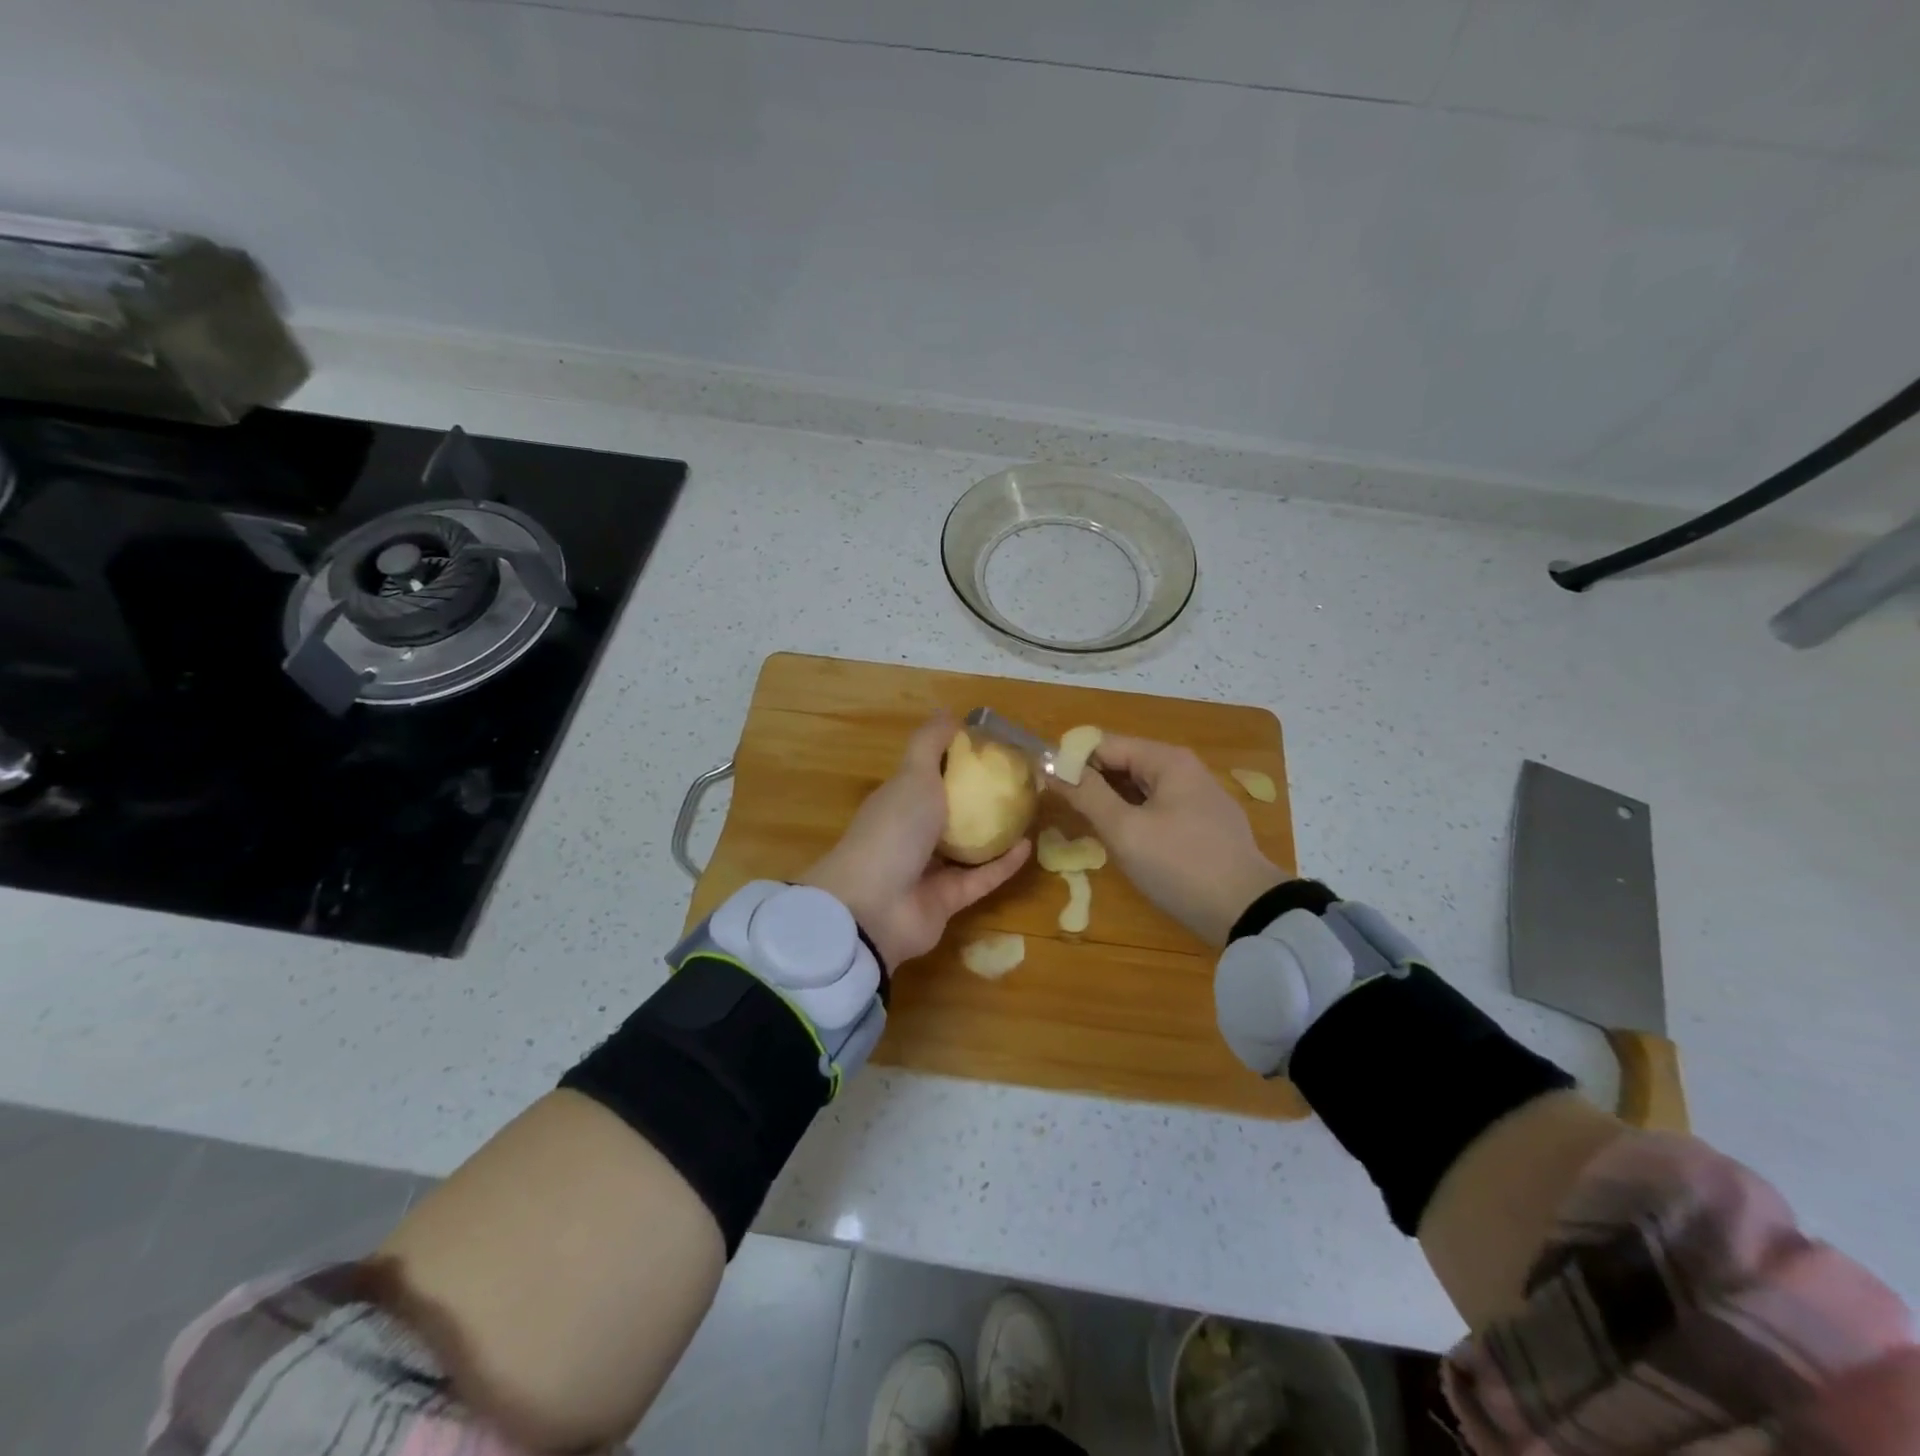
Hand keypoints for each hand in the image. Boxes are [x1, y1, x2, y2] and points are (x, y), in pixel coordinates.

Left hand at [802, 715, 1030, 970]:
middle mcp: (912, 834)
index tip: (995, 750)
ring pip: (968, 848)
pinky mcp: (946, 902)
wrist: (873, 907)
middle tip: (1020, 784)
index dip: (959, 762)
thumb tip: (949, 713)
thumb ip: (930, 744)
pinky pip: (980, 878)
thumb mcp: (912, 775)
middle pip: (951, 812)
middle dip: (982, 799)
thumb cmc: (893, 829)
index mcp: (900, 801)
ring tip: (1030, 813)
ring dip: (997, 833)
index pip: (931, 775)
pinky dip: (1002, 864)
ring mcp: (928, 870)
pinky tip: (1029, 846)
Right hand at [1056, 735, 1285, 945]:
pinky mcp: (1203, 825)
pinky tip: (1123, 841)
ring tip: (1086, 827)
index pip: (1104, 744)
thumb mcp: (1126, 831)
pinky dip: (1134, 818)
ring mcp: (1197, 797)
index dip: (1072, 761)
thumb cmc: (1180, 865)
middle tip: (1062, 811)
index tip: (1046, 786)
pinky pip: (1157, 809)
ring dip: (1111, 803)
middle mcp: (1184, 769)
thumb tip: (1052, 766)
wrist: (1248, 912)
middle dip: (1091, 783)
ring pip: (1139, 789)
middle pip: (1123, 763)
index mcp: (1166, 760)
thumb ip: (1087, 795)